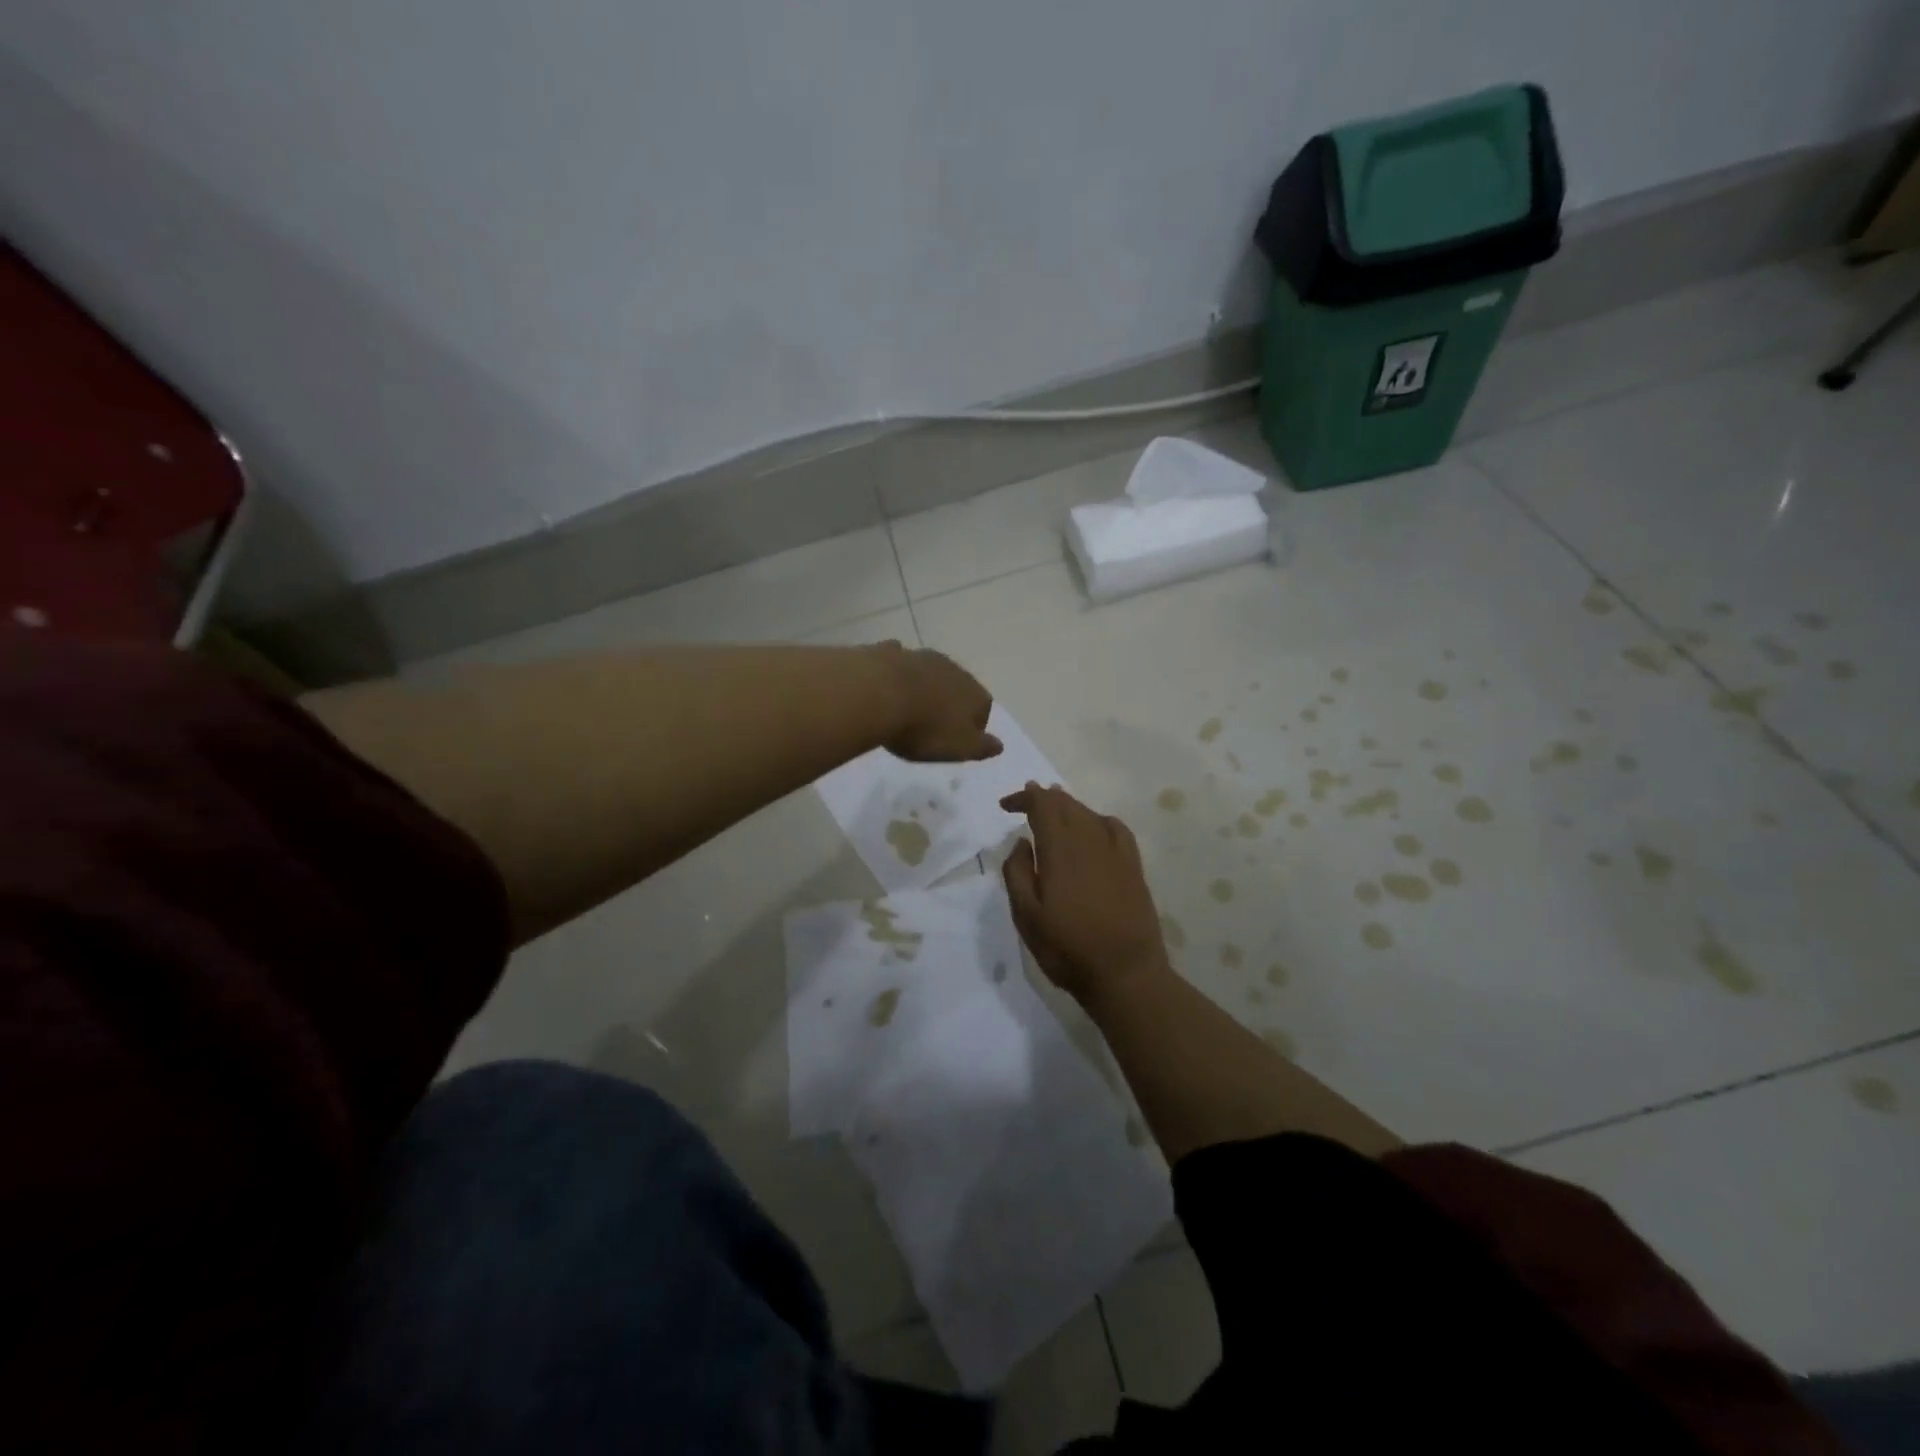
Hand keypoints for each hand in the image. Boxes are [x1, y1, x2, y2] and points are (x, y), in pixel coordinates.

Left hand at [877, 644, 1001, 763]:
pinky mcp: (891, 653)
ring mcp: (921, 657)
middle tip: (933, 725)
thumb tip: (1000, 745)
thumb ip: (982, 747)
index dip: (974, 726)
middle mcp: (953, 669)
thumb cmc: (924, 729)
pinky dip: (898, 672)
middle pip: (958, 687)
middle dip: (950, 702)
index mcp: (974, 693)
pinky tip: (887, 684)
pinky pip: (900, 661)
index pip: (984, 708)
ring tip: (910, 707)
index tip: (958, 741)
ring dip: (925, 686)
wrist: (878, 695)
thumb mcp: (959, 748)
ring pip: (930, 672)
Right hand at [999, 783, 1171, 1006]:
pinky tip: (1094, 827)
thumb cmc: (1067, 948)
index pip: (1042, 805)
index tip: (1006, 805)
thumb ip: (1017, 873)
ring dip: (1068, 806)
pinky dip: (1098, 819)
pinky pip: (1115, 828)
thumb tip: (1022, 842)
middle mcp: (1089, 840)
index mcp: (1060, 849)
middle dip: (1044, 797)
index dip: (1023, 798)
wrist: (1125, 973)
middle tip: (1027, 800)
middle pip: (1066, 804)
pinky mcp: (1133, 866)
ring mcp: (1116, 852)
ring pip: (1089, 813)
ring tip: (1055, 807)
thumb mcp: (1026, 916)